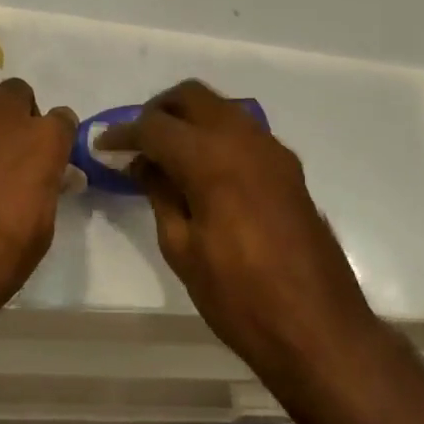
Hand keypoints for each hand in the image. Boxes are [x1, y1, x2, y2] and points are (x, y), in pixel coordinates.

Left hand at [0, 79, 76, 328]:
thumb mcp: (39, 231)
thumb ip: (43, 191)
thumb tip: (42, 180)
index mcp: (39, 142)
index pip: (62, 119)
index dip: (60, 138)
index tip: (56, 159)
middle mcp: (0, 124)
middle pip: (17, 94)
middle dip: (22, 114)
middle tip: (21, 152)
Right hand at [99, 81, 376, 383]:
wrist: (319, 327)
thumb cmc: (240, 296)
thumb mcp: (183, 250)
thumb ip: (160, 194)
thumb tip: (145, 164)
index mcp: (210, 158)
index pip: (155, 126)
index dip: (124, 133)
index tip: (104, 144)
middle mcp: (243, 138)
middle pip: (191, 96)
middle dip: (158, 111)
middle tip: (137, 141)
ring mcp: (271, 148)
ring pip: (220, 107)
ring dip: (189, 118)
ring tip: (167, 154)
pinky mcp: (288, 166)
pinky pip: (243, 130)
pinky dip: (216, 134)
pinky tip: (204, 170)